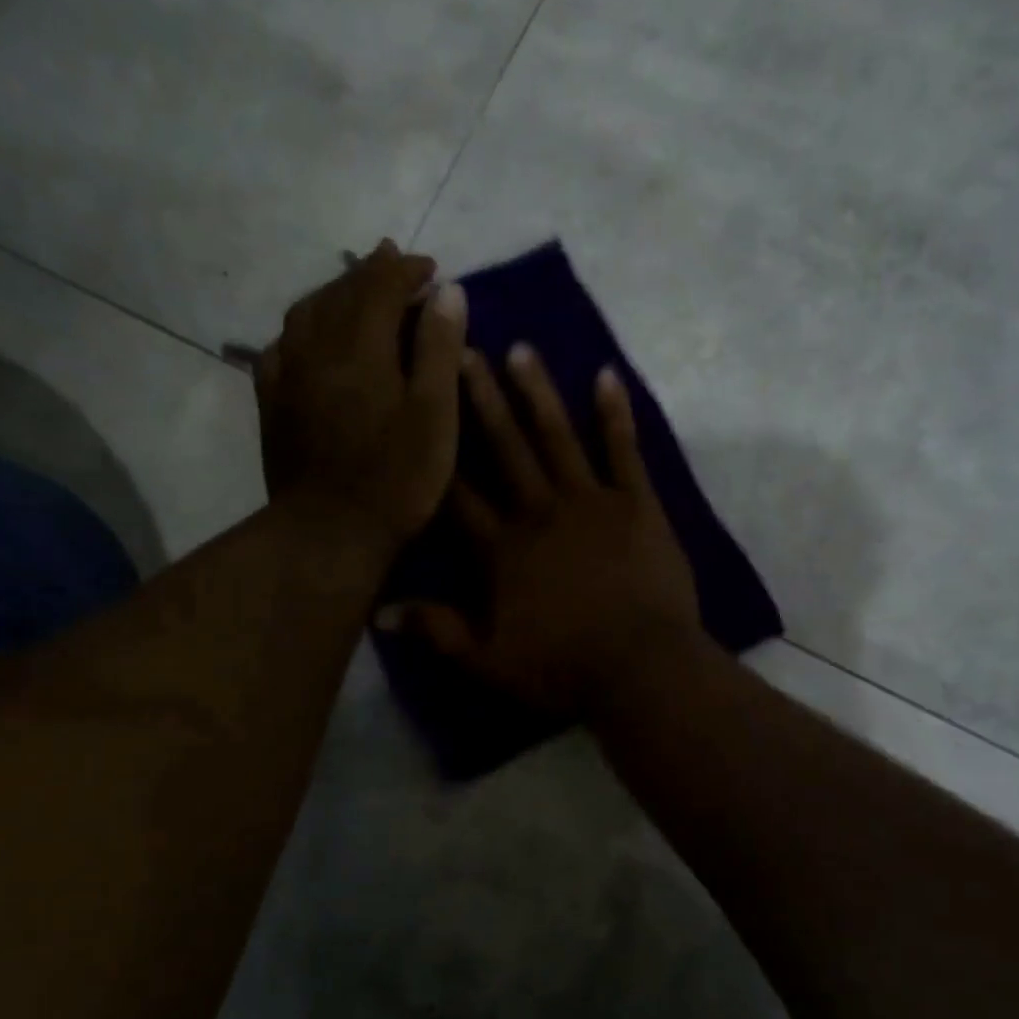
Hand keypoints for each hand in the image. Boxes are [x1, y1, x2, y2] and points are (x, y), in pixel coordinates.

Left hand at [255, 240, 467, 543]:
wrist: (329, 532)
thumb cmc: (396, 478)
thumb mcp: (435, 416)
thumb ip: (439, 349)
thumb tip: (447, 291)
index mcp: (361, 346)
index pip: (382, 286)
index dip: (408, 271)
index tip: (432, 269)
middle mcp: (316, 347)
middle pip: (341, 291)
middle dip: (371, 273)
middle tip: (394, 263)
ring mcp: (287, 374)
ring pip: (307, 313)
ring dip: (335, 292)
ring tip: (355, 289)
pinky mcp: (272, 404)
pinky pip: (282, 347)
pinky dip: (302, 330)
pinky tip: (309, 338)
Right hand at [378, 343, 704, 714]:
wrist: (641, 669)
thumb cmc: (563, 669)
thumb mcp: (488, 661)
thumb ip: (436, 630)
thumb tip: (377, 611)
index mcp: (501, 550)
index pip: (458, 494)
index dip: (436, 452)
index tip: (418, 409)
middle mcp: (539, 512)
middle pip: (504, 449)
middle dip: (480, 401)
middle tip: (461, 349)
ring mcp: (591, 502)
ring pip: (557, 437)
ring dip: (537, 392)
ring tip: (520, 349)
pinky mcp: (638, 505)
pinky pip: (624, 451)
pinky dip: (615, 413)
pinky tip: (606, 375)